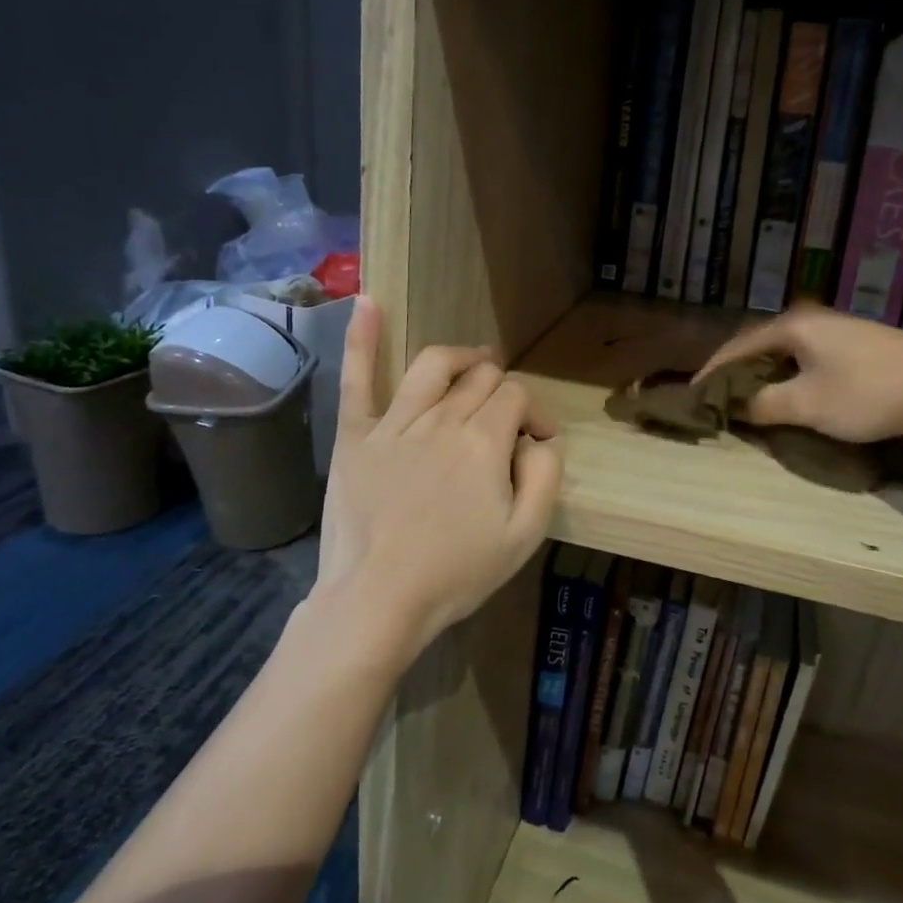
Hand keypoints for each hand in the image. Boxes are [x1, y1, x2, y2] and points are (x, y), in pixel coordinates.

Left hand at [315, 298, 563, 662]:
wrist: (376, 600)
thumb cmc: (456, 573)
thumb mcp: (525, 535)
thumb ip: (546, 476)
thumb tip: (541, 440)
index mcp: (485, 440)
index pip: (518, 397)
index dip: (536, 414)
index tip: (540, 442)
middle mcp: (442, 418)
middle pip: (481, 378)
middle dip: (503, 391)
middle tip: (508, 420)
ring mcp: (395, 422)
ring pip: (434, 365)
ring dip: (461, 358)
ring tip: (474, 363)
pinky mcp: (356, 434)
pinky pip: (358, 378)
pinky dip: (362, 337)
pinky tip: (368, 301)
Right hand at [694, 302, 902, 445]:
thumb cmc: (869, 393)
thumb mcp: (807, 404)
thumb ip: (763, 404)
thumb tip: (738, 406)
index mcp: (793, 325)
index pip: (737, 347)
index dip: (712, 372)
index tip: (693, 396)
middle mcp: (813, 319)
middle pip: (761, 344)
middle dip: (737, 371)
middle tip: (719, 398)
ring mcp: (840, 331)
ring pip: (787, 353)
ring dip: (765, 375)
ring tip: (750, 399)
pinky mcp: (861, 346)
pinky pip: (809, 359)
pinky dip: (791, 376)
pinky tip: (793, 395)